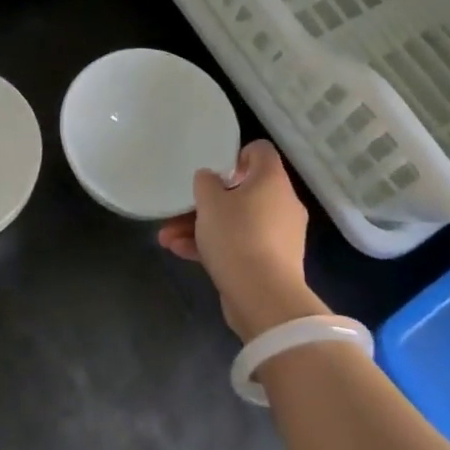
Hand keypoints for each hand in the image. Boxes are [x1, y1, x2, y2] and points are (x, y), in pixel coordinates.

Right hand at [158, 140, 326, 341]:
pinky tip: (181, 253)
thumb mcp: (210, 203)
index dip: (237, 154)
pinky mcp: (273, 263)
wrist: (264, 298)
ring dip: (203, 227)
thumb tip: (211, 178)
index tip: (215, 170)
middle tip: (180, 210)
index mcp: (272, 180)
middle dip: (206, 202)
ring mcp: (280, 235)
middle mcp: (282, 203)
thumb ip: (206, 183)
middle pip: (243, 191)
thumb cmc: (237, 237)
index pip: (260, 151)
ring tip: (167, 238)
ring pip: (237, 221)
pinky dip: (216, 247)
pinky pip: (242, 245)